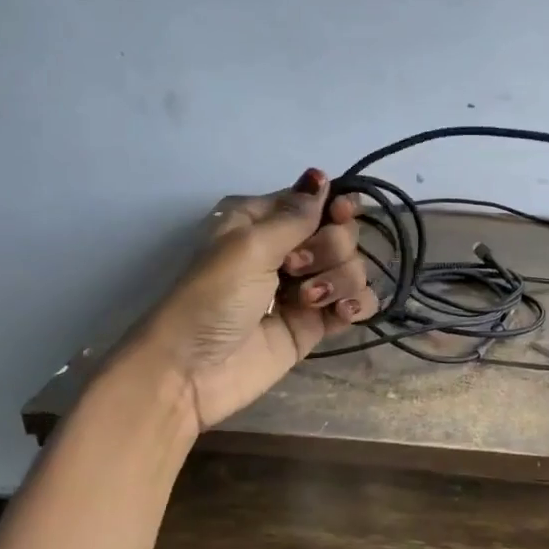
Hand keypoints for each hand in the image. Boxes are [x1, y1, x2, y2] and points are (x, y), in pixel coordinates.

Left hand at [130, 168, 378, 428]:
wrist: (191, 373)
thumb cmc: (211, 299)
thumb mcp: (248, 247)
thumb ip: (294, 215)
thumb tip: (320, 175)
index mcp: (263, 223)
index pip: (316, 201)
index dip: (335, 206)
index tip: (341, 214)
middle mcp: (287, 250)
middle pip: (341, 233)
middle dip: (330, 248)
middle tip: (295, 269)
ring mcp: (304, 289)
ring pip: (353, 267)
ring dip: (339, 279)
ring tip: (308, 300)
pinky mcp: (315, 324)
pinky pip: (356, 303)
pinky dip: (357, 304)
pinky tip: (343, 313)